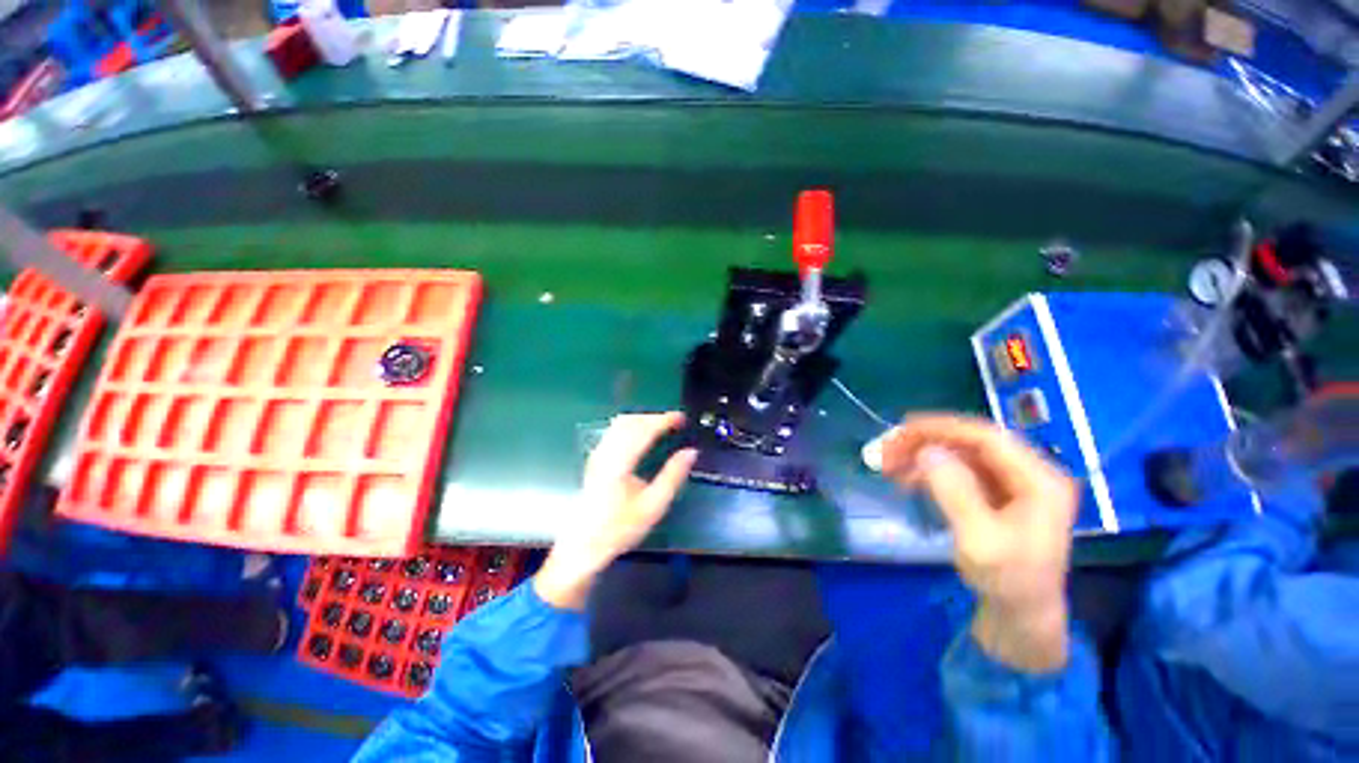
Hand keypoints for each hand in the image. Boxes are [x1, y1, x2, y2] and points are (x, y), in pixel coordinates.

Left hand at [535, 412, 697, 610]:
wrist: (583, 545)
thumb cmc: (619, 528)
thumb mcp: (653, 506)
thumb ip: (673, 476)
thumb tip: (691, 452)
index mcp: (620, 463)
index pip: (643, 430)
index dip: (664, 420)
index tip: (682, 418)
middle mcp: (606, 452)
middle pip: (630, 421)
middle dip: (654, 417)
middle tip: (675, 422)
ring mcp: (598, 454)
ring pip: (620, 423)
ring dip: (643, 419)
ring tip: (662, 426)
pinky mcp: (595, 458)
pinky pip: (615, 431)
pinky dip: (633, 426)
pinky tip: (642, 435)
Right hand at [880, 414, 1078, 672]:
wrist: (1021, 615)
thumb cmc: (1007, 581)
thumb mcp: (980, 541)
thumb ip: (956, 492)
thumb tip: (926, 451)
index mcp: (1039, 480)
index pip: (987, 437)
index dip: (942, 428)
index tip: (901, 430)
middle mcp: (1028, 473)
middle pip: (970, 442)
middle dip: (925, 442)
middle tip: (887, 451)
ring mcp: (1012, 483)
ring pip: (960, 454)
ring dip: (923, 456)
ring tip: (889, 466)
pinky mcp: (995, 493)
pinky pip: (958, 470)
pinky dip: (929, 471)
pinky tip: (906, 480)